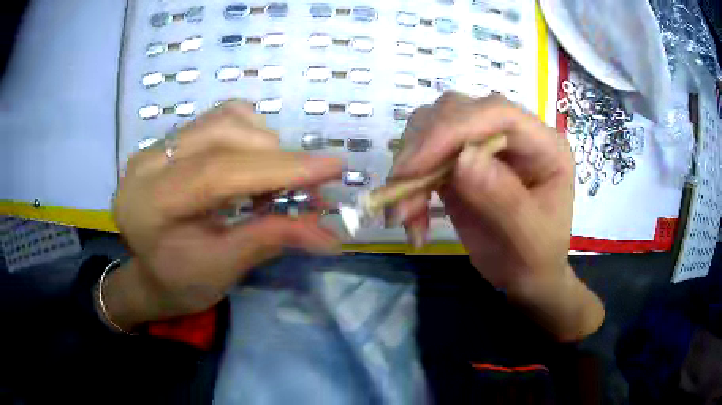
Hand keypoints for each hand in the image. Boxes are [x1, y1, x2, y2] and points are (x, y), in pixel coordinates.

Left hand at [104, 102, 341, 330]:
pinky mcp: (171, 140)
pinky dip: (250, 135)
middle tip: (309, 187)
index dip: (278, 168)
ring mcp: (156, 145)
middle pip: (223, 133)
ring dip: (264, 144)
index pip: (217, 172)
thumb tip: (331, 235)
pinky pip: (219, 119)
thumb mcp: (224, 269)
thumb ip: (272, 239)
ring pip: (224, 118)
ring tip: (277, 181)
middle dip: (276, 156)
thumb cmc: (181, 283)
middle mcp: (147, 163)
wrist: (150, 274)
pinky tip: (254, 164)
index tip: (332, 167)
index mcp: (150, 204)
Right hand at [391, 93, 602, 339]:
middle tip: (401, 192)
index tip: (416, 167)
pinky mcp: (458, 164)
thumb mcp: (530, 238)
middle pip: (455, 111)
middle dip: (422, 149)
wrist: (525, 276)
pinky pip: (422, 160)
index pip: (496, 113)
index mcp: (542, 144)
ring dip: (409, 170)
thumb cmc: (537, 258)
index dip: (453, 129)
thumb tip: (463, 159)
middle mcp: (510, 135)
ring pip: (430, 129)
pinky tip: (410, 221)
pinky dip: (408, 187)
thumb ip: (505, 199)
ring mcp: (482, 147)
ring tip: (404, 216)